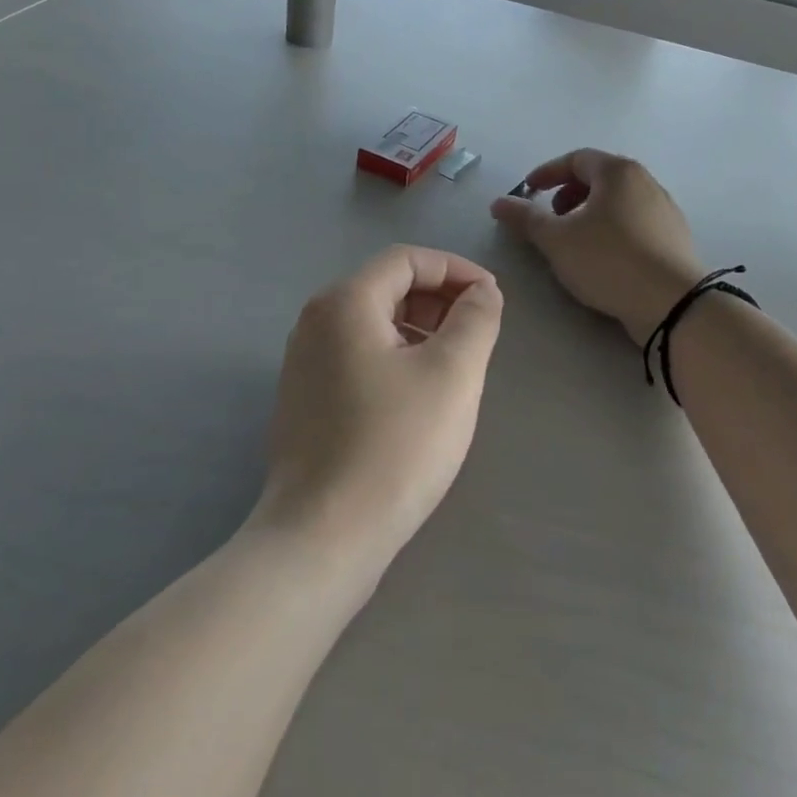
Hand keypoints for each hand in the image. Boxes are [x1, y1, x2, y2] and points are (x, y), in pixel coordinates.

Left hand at [252, 246, 503, 575]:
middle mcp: (315, 322)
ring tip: (456, 366)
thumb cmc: (395, 445)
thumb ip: (475, 319)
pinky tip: (419, 396)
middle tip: (478, 333)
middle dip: (439, 300)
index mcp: (344, 302)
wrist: (323, 536)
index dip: (455, 270)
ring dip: (420, 330)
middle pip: (387, 287)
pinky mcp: (304, 399)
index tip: (493, 299)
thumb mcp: (452, 374)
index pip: (407, 259)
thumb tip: (482, 292)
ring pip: (373, 324)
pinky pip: (357, 356)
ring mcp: (303, 362)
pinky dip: (395, 357)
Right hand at [491, 150, 703, 344]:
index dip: (547, 173)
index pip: (576, 159)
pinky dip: (612, 229)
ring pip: (619, 201)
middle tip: (552, 217)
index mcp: (618, 172)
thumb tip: (499, 203)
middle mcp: (646, 182)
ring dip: (590, 213)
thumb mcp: (557, 240)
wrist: (673, 303)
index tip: (528, 190)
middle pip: (600, 178)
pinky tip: (603, 258)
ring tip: (574, 240)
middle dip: (569, 193)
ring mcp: (665, 210)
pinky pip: (635, 222)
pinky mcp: (675, 238)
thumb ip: (525, 218)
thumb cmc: (608, 260)